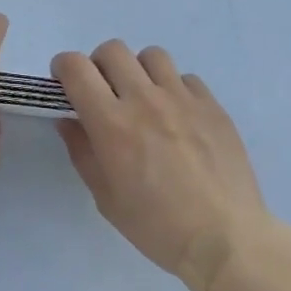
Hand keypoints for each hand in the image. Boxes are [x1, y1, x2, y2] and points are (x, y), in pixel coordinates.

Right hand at [53, 41, 269, 290]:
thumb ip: (82, 151)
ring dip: (139, 71)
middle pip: (112, 50)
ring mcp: (182, 98)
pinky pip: (186, 78)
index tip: (65, 82)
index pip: (76, 67)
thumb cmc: (157, 226)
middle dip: (99, 64)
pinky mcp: (212, 105)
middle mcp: (144, 99)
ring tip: (145, 98)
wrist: (226, 241)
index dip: (63, 66)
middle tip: (105, 91)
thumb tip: (69, 120)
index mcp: (112, 122)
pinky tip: (179, 116)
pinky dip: (175, 89)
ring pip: (151, 55)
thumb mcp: (105, 198)